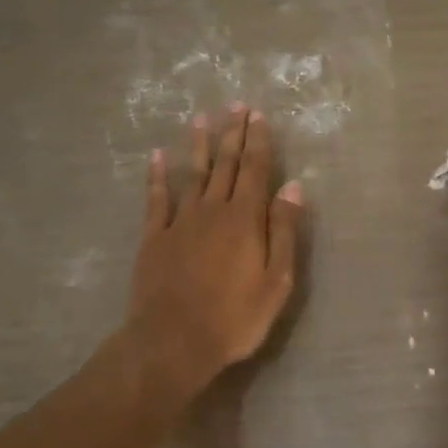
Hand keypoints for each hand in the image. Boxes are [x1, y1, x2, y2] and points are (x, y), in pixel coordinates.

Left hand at [126, 105, 303, 409]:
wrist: (173, 342)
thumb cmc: (234, 317)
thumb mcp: (276, 280)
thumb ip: (283, 230)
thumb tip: (293, 186)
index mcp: (245, 219)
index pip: (256, 171)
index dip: (259, 142)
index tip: (258, 116)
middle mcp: (213, 210)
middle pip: (226, 165)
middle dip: (233, 134)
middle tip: (236, 106)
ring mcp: (180, 222)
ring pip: (193, 175)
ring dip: (199, 146)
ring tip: (202, 119)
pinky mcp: (155, 238)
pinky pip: (156, 199)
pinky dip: (157, 177)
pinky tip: (157, 158)